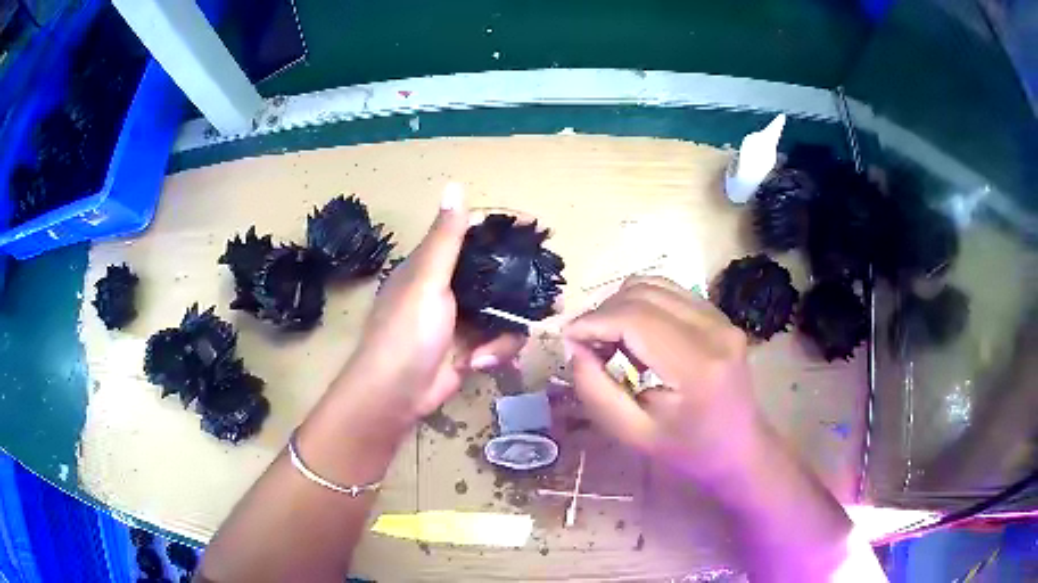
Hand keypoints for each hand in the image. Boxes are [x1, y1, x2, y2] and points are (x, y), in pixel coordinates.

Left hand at [340, 184, 523, 424]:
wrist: (395, 394)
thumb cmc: (406, 332)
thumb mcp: (426, 280)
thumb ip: (445, 238)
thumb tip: (454, 185)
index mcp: (433, 265)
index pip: (473, 234)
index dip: (503, 228)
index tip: (536, 227)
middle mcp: (448, 287)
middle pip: (495, 273)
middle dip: (521, 283)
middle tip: (548, 289)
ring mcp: (460, 319)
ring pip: (503, 310)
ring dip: (509, 327)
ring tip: (505, 342)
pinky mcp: (470, 347)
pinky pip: (499, 339)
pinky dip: (496, 351)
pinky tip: (480, 362)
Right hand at [563, 276, 765, 483]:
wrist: (739, 448)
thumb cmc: (686, 450)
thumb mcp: (633, 434)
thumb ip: (596, 391)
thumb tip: (575, 347)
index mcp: (697, 366)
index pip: (635, 319)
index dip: (593, 321)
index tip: (567, 338)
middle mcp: (715, 330)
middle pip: (643, 294)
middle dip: (603, 313)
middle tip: (587, 345)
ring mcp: (721, 317)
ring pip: (654, 285)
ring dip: (621, 305)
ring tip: (610, 339)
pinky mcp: (720, 315)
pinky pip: (670, 291)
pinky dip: (642, 304)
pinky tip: (636, 334)